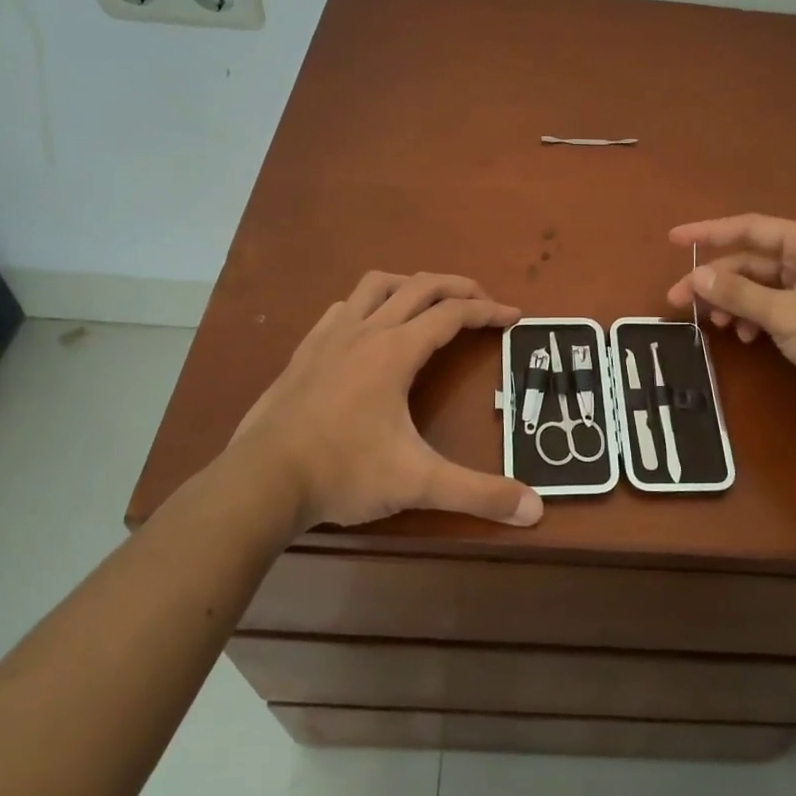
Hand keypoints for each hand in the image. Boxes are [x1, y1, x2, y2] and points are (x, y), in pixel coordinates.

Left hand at [223, 272, 542, 532]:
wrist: (261, 480)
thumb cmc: (343, 473)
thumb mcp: (418, 484)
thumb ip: (478, 494)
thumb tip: (535, 511)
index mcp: (396, 350)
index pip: (453, 314)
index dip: (488, 312)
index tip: (514, 317)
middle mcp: (366, 331)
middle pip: (421, 286)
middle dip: (458, 286)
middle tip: (484, 300)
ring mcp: (331, 336)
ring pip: (376, 284)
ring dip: (411, 285)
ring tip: (430, 302)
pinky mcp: (305, 351)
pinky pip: (343, 307)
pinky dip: (368, 304)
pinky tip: (369, 328)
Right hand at [667, 214, 795, 423]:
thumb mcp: (786, 313)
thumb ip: (739, 293)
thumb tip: (696, 277)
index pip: (751, 228)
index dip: (709, 232)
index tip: (674, 240)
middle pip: (750, 262)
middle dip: (715, 280)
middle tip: (678, 299)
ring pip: (758, 288)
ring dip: (733, 303)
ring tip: (713, 323)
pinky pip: (770, 310)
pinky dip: (752, 320)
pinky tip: (744, 337)